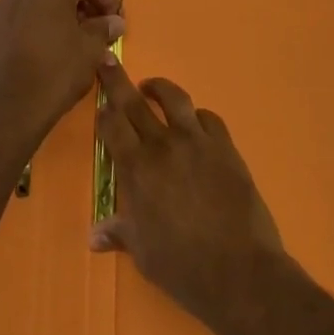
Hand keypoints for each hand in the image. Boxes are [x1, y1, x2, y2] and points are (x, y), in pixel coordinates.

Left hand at [0, 0, 123, 149]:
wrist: (10, 105)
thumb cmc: (57, 73)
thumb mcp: (90, 51)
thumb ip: (103, 29)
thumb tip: (115, 21)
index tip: (115, 19)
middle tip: (87, 13)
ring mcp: (4, 2)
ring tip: (65, 24)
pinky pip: (17, 3)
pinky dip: (32, 10)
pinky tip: (42, 36)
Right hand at [90, 58, 285, 330]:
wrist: (240, 272)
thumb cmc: (183, 267)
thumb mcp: (143, 253)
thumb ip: (119, 233)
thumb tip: (93, 237)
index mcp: (136, 168)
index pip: (112, 125)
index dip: (103, 110)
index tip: (99, 103)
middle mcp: (163, 145)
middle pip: (135, 102)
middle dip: (118, 81)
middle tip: (108, 62)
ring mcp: (197, 142)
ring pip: (174, 99)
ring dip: (159, 88)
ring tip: (151, 87)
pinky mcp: (226, 147)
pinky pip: (208, 118)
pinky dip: (197, 116)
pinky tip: (194, 122)